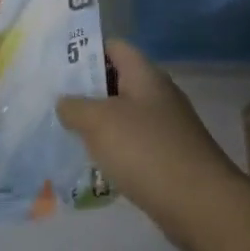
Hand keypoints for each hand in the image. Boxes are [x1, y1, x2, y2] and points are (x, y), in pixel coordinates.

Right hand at [58, 39, 249, 250]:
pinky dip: (110, 149)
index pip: (115, 47)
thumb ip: (75, 107)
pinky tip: (90, 162)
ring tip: (62, 131)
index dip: (86, 50)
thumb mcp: (99, 122)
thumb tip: (64, 102)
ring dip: (95, 122)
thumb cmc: (146, 151)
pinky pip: (131, 145)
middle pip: (117, 82)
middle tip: (51, 100)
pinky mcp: (166, 158)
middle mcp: (158, 97)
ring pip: (122, 116)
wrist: (198, 203)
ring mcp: (165, 129)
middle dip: (85, 90)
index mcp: (146, 77)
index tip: (56, 63)